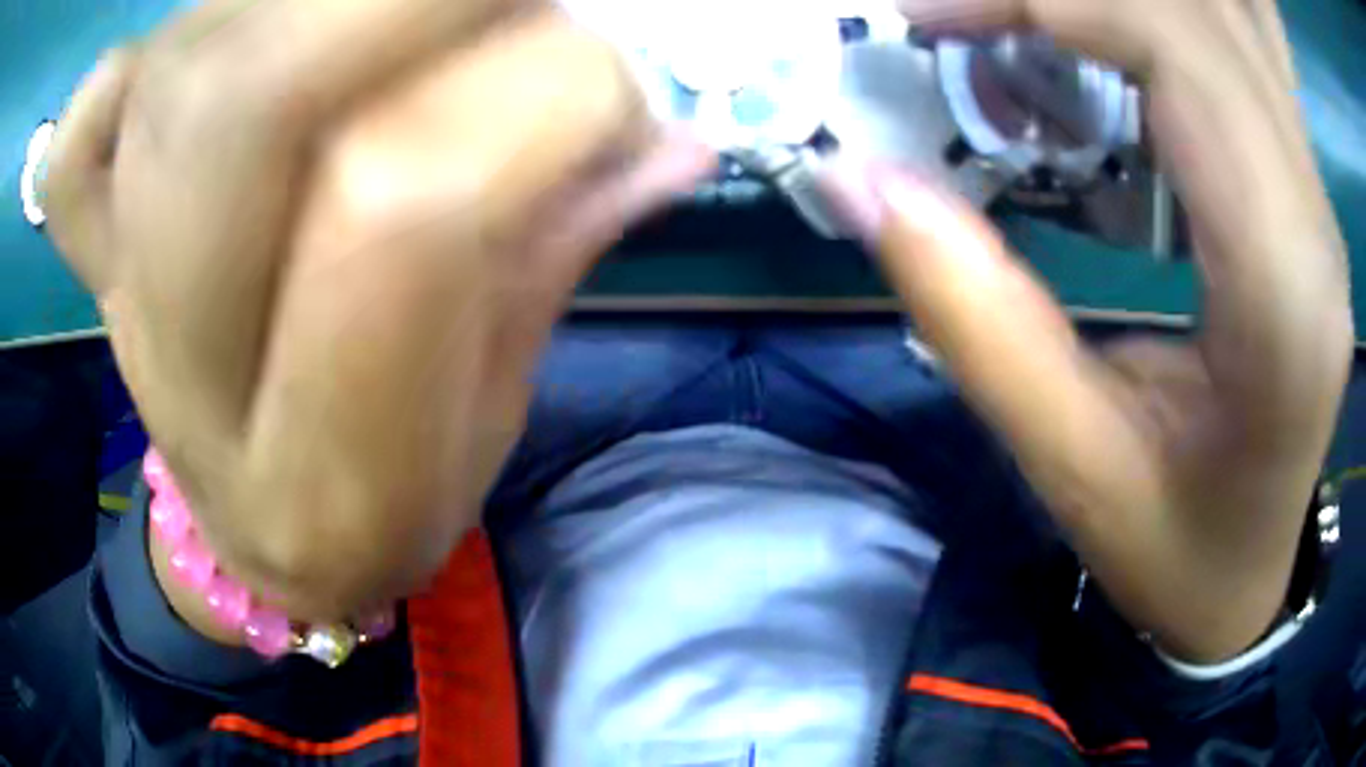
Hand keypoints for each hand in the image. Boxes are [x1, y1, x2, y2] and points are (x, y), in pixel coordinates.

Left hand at [42, 0, 713, 620]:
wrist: (253, 537)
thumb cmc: (382, 504)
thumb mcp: (490, 423)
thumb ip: (556, 258)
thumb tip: (668, 131)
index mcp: (313, 479)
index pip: (405, 205)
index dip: (543, 99)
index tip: (623, 93)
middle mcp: (181, 370)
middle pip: (254, 95)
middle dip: (431, 2)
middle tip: (528, 6)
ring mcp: (114, 287)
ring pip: (185, 61)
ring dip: (330, 1)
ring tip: (415, 27)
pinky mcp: (89, 245)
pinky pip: (78, 132)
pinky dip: (120, 75)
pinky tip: (199, 58)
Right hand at [825, 0, 1352, 660]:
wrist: (1250, 578)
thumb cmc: (1176, 550)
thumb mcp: (1072, 465)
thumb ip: (973, 317)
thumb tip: (862, 180)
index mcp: (1281, 289)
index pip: (1179, 50)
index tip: (933, 17)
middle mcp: (1313, 217)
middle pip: (1201, 10)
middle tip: (962, 13)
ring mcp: (1315, 197)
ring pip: (1226, 15)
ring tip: (1029, 19)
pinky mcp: (1303, 190)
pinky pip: (1236, 50)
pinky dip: (1162, 18)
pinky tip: (1109, 40)